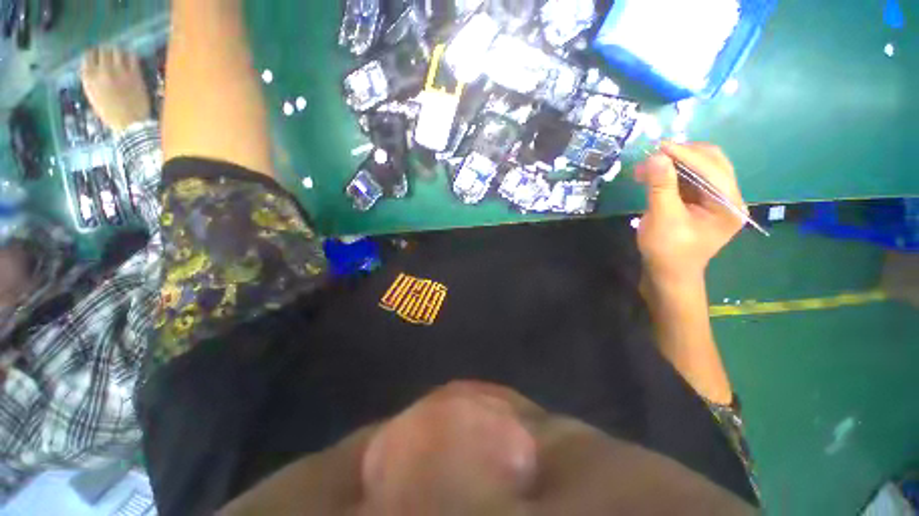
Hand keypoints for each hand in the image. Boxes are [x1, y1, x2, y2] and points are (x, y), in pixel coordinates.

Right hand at [81, 48, 151, 133]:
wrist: (130, 124)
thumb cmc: (110, 114)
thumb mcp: (93, 96)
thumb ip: (92, 80)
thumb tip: (93, 67)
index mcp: (89, 78)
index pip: (87, 57)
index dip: (93, 54)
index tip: (96, 55)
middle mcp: (102, 71)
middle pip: (103, 51)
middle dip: (106, 50)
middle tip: (109, 53)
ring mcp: (119, 71)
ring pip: (117, 51)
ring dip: (118, 51)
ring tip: (120, 55)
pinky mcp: (134, 74)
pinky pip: (132, 57)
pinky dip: (131, 55)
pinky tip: (131, 59)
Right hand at [635, 142, 745, 286]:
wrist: (667, 274)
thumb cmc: (667, 250)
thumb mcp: (662, 218)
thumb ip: (661, 186)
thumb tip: (655, 157)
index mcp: (729, 204)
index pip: (712, 168)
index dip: (685, 154)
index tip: (658, 146)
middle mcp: (729, 197)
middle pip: (712, 162)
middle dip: (682, 155)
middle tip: (654, 155)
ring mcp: (716, 199)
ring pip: (700, 168)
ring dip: (674, 164)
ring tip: (647, 166)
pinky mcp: (701, 202)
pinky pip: (690, 179)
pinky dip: (672, 174)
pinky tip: (654, 175)